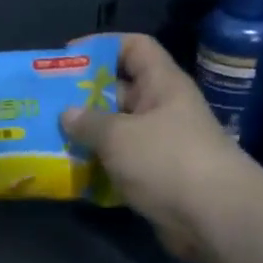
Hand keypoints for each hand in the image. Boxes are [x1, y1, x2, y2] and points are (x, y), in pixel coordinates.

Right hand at [59, 34, 262, 260]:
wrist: (215, 218)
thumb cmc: (168, 161)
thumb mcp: (119, 136)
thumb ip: (88, 122)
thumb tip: (67, 114)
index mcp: (162, 85)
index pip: (134, 46)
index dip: (101, 45)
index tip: (66, 58)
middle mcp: (162, 109)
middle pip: (119, 89)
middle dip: (83, 95)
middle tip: (46, 103)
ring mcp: (160, 144)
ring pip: (116, 130)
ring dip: (86, 135)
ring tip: (49, 137)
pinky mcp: (156, 176)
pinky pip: (120, 162)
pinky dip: (97, 165)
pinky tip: (70, 172)